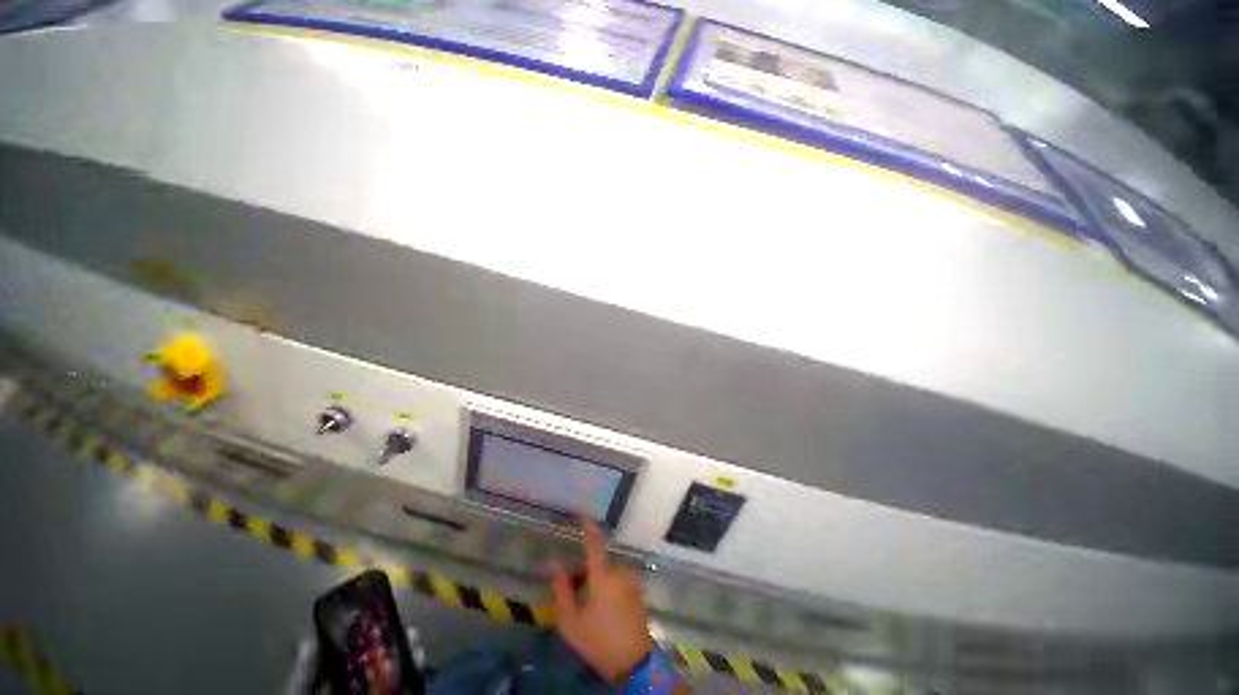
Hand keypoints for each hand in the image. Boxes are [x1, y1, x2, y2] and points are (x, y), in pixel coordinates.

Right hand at [549, 519, 652, 682]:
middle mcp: (619, 571)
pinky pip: (619, 580)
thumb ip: (561, 589)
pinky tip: (603, 609)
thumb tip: (554, 563)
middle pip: (598, 562)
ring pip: (608, 572)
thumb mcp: (571, 621)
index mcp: (602, 575)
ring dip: (597, 580)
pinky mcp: (638, 591)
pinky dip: (608, 586)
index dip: (588, 526)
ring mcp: (631, 581)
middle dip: (585, 571)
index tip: (581, 513)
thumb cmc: (598, 641)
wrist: (633, 662)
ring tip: (587, 605)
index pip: (594, 543)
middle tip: (573, 591)